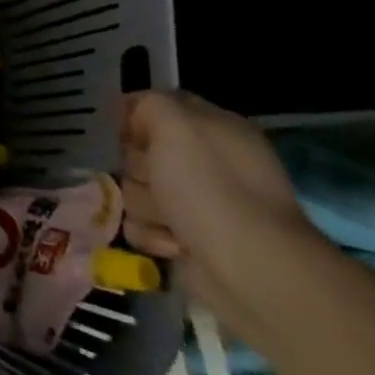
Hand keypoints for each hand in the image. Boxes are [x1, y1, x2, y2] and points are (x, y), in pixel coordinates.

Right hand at [120, 88, 326, 333]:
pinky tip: (174, 243)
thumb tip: (133, 118)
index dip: (132, 116)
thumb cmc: (211, 187)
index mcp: (213, 129)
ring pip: (135, 188)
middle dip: (136, 166)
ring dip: (144, 204)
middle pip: (138, 150)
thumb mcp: (175, 123)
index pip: (155, 107)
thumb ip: (148, 104)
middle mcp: (206, 163)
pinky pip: (141, 224)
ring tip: (170, 220)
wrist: (251, 270)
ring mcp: (196, 204)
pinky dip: (152, 234)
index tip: (123, 132)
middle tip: (154, 179)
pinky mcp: (185, 238)